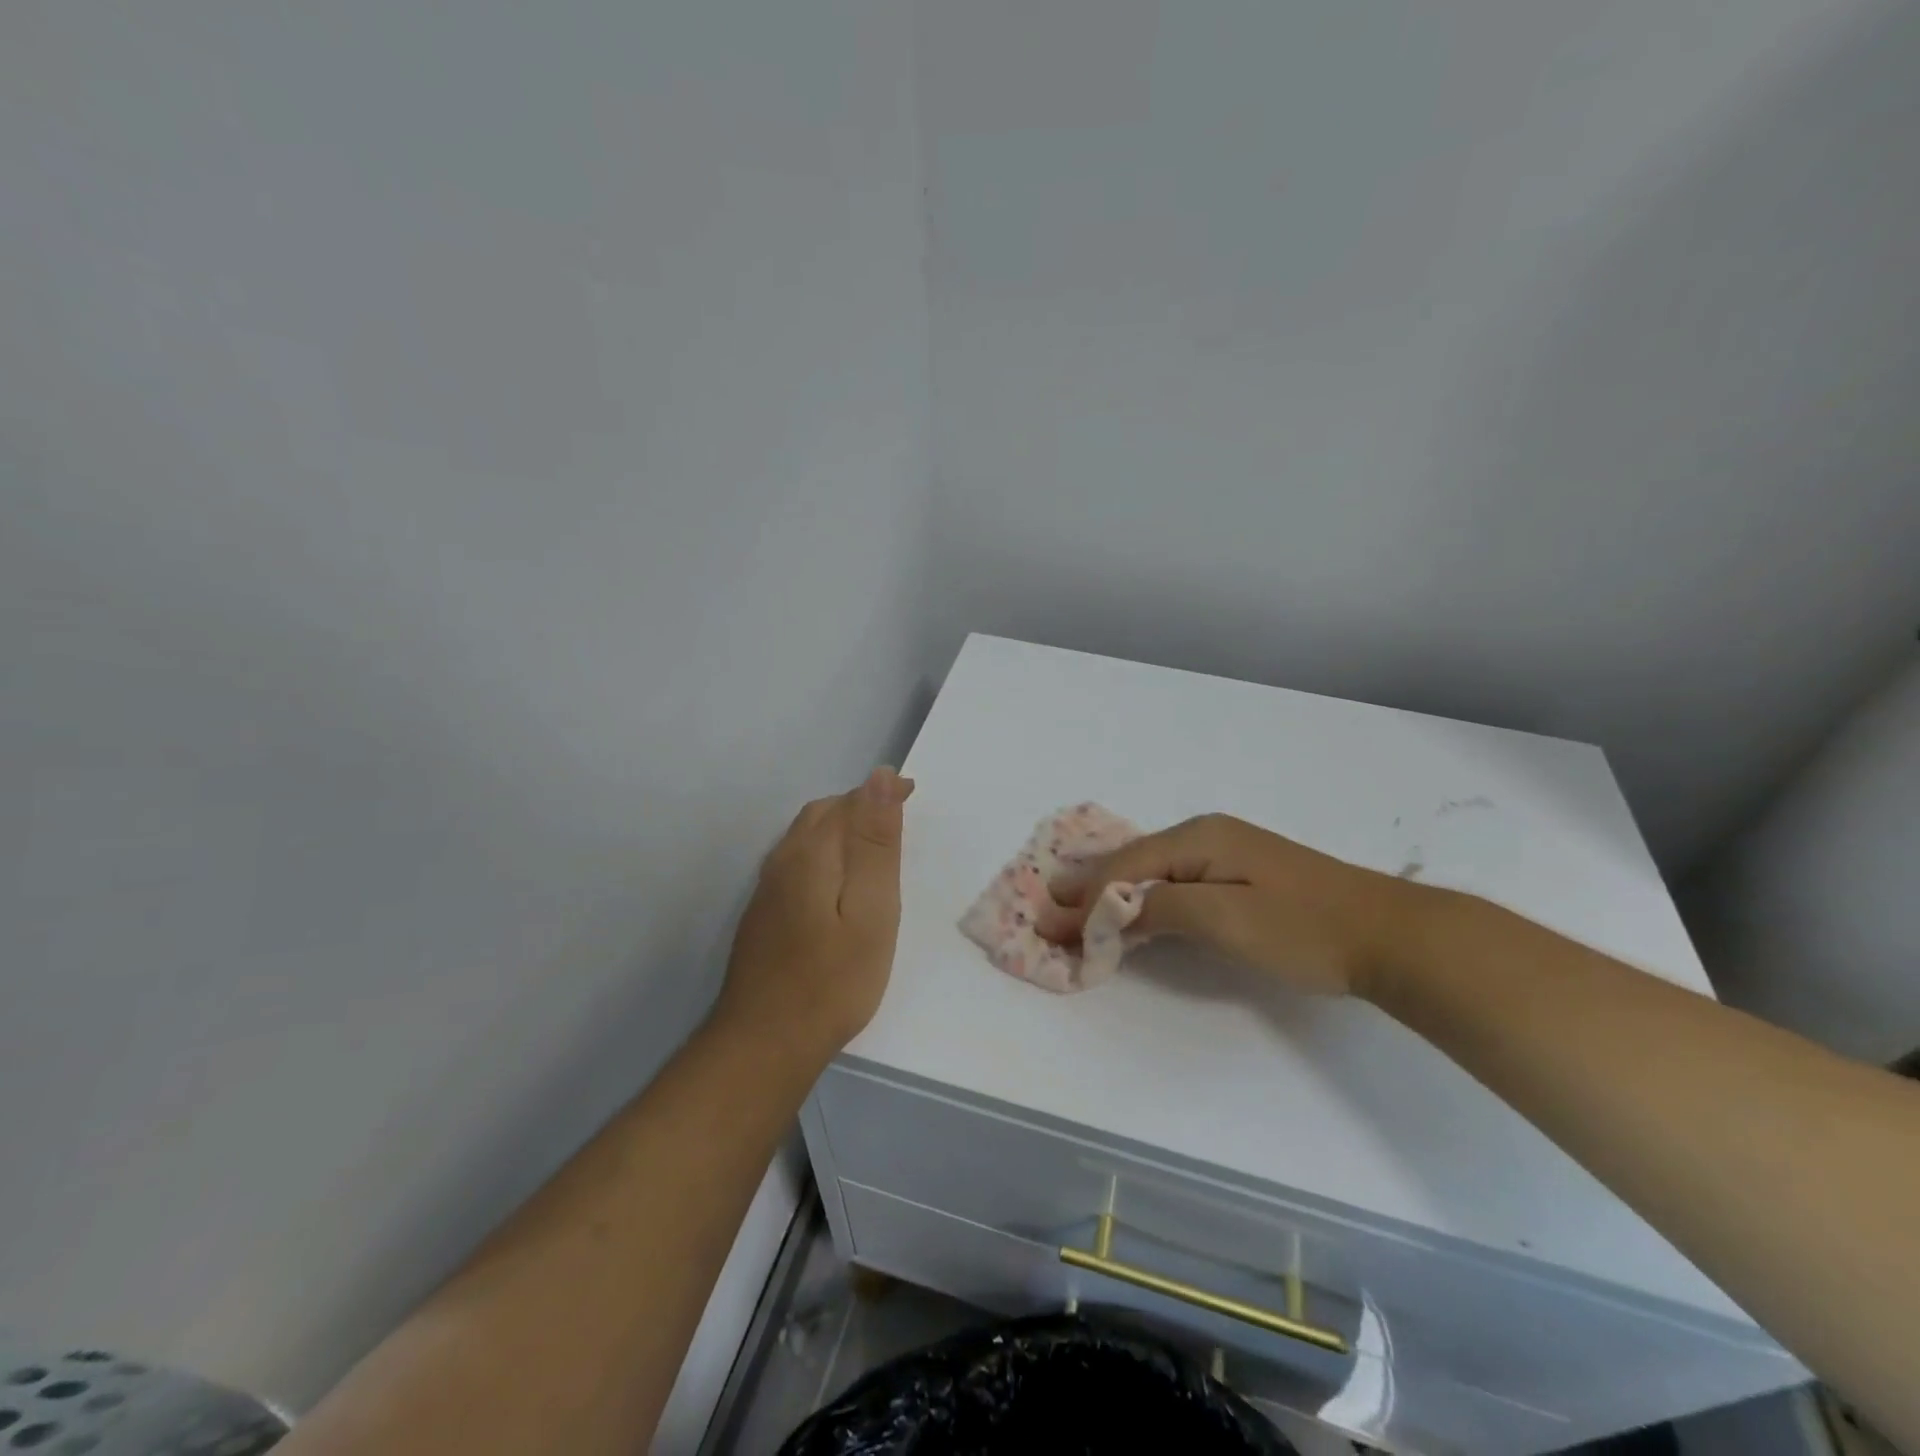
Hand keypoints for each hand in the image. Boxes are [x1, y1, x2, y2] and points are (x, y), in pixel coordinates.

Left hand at [713, 767, 914, 1062]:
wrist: (765, 1042)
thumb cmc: (833, 979)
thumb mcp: (871, 910)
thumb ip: (875, 843)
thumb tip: (881, 777)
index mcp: (811, 852)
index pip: (849, 801)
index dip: (883, 792)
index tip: (914, 794)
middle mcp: (783, 860)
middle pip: (824, 813)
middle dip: (862, 806)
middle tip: (900, 818)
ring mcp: (768, 888)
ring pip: (808, 837)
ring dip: (843, 828)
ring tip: (877, 846)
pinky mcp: (763, 913)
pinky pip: (798, 861)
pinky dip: (827, 853)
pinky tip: (841, 883)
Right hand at [1037, 813, 1414, 996]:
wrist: (1391, 936)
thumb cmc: (1304, 928)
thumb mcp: (1225, 918)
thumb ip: (1159, 908)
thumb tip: (1105, 909)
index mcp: (1198, 837)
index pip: (1125, 867)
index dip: (1085, 896)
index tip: (1048, 923)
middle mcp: (1205, 836)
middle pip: (1132, 862)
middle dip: (1090, 887)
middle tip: (1049, 909)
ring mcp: (1225, 854)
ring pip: (1152, 872)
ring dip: (1113, 893)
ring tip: (1076, 910)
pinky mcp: (1240, 876)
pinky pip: (1174, 882)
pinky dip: (1143, 898)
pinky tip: (1130, 909)